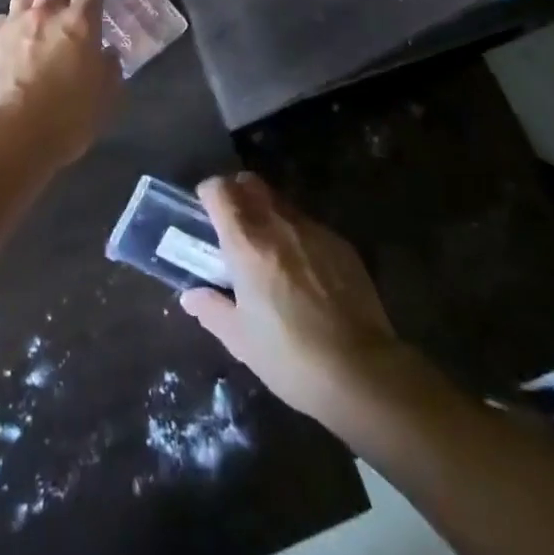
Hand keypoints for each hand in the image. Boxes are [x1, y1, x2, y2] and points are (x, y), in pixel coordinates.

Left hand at [0, 0, 119, 166]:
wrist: (12, 135)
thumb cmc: (67, 120)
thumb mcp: (105, 99)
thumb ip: (109, 69)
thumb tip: (108, 54)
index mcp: (79, 24)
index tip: (92, 7)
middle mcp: (46, 14)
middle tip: (61, 10)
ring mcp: (13, 23)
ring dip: (31, 2)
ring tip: (34, 22)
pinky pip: (1, 19)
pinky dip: (9, 26)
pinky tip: (11, 45)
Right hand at [180, 174, 405, 425]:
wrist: (362, 371)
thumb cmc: (290, 356)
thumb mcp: (240, 340)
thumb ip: (211, 310)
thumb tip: (191, 296)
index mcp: (247, 243)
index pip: (220, 190)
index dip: (209, 193)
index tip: (205, 209)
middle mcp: (278, 225)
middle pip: (251, 183)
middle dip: (237, 192)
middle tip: (233, 221)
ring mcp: (313, 231)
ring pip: (281, 202)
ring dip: (267, 212)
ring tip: (268, 248)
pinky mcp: (341, 244)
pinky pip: (309, 225)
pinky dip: (297, 235)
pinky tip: (303, 270)